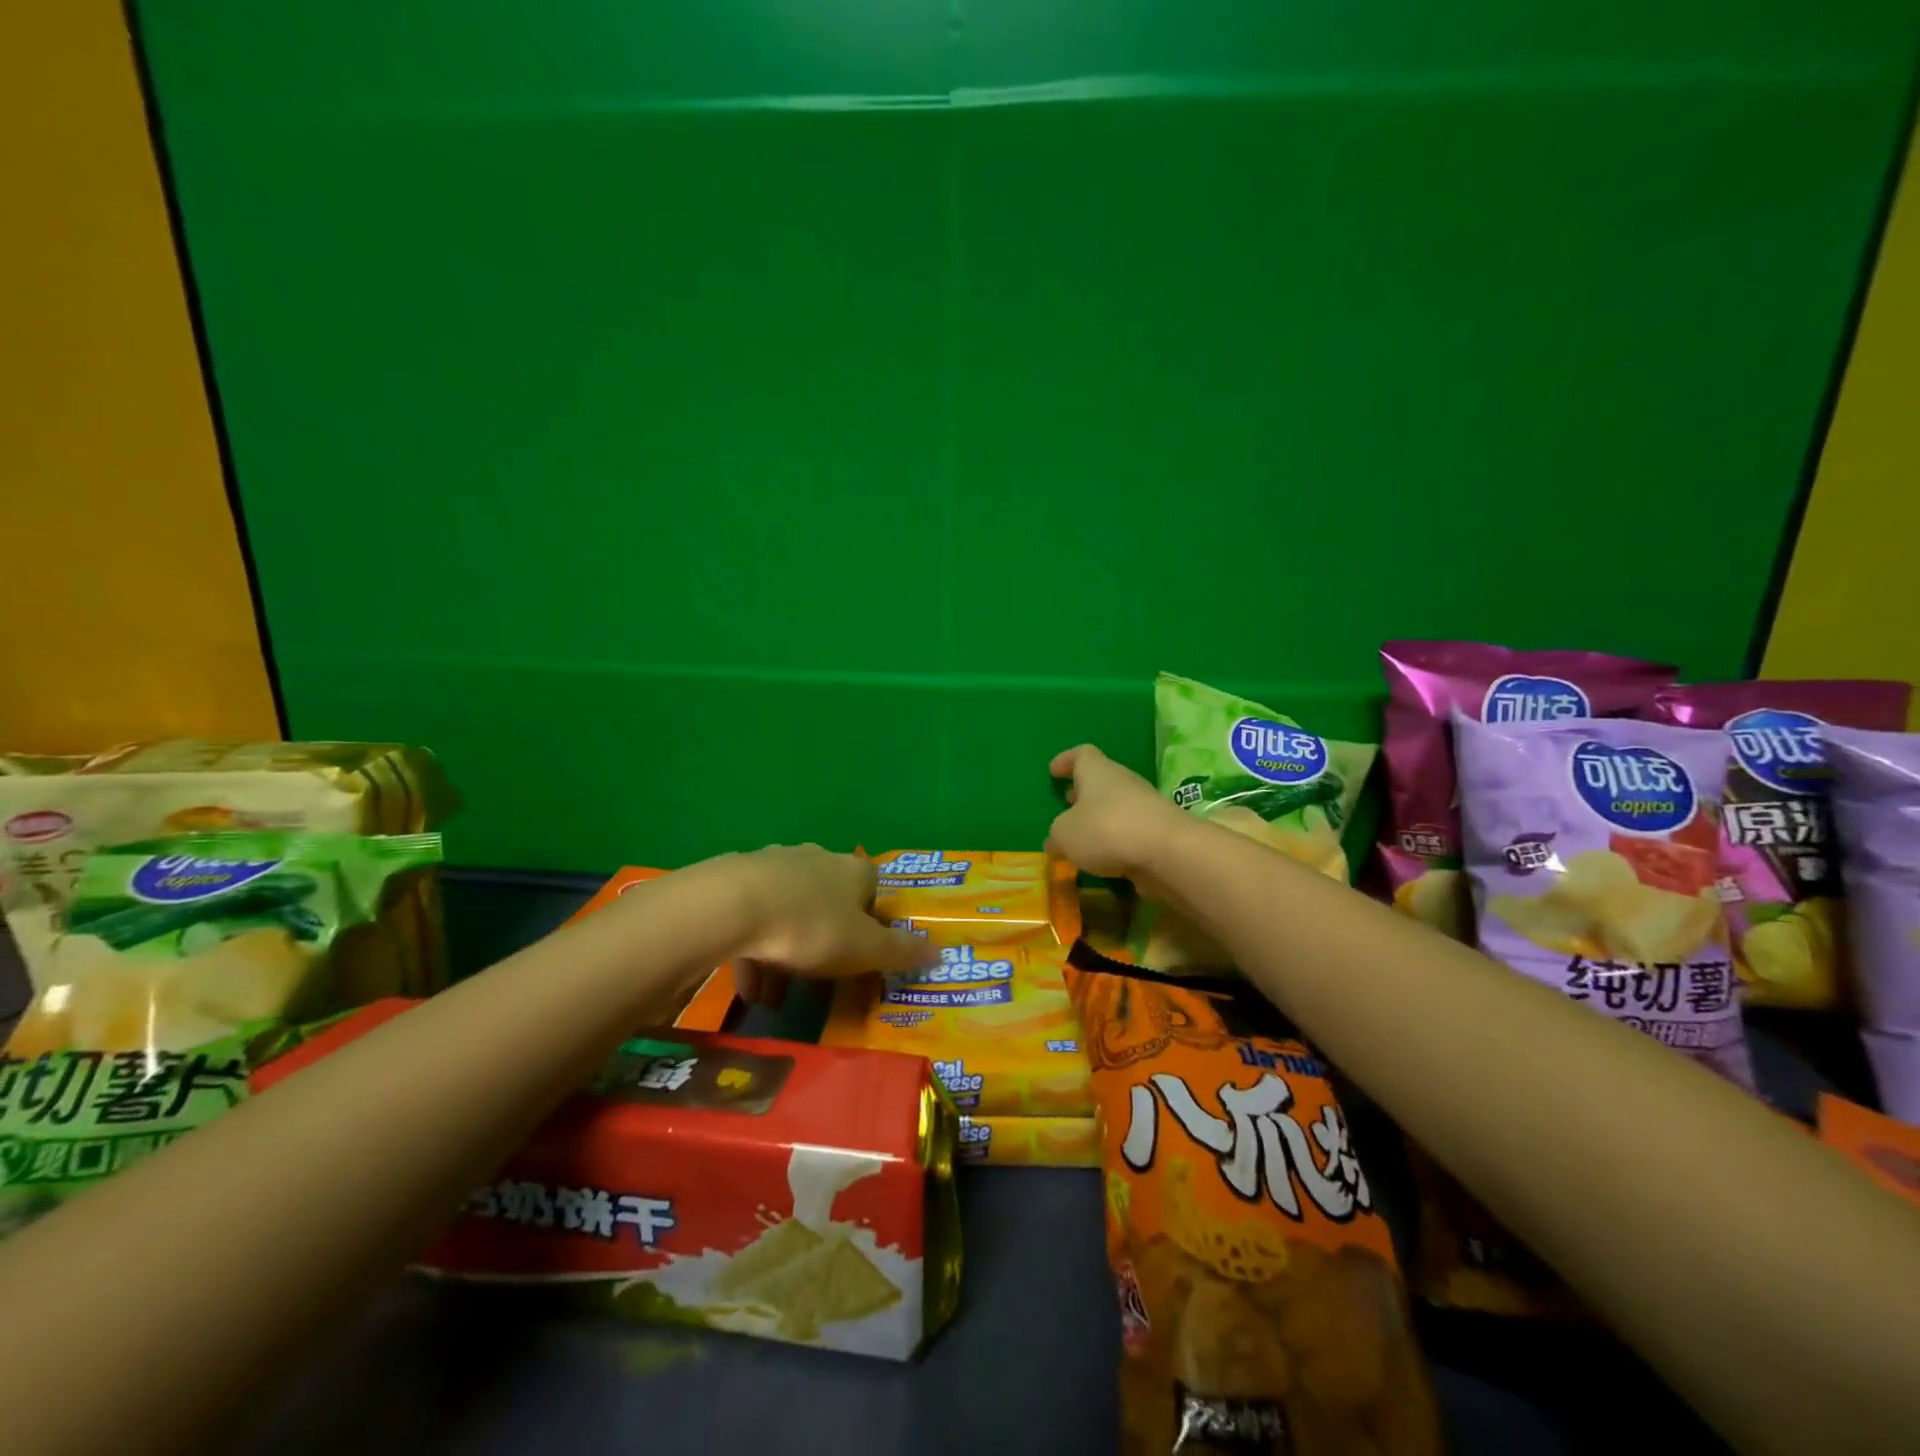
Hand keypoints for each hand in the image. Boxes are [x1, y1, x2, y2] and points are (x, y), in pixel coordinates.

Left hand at [726, 846, 935, 1004]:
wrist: (734, 906)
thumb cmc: (812, 927)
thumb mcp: (865, 949)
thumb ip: (901, 952)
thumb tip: (941, 952)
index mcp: (852, 871)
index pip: (872, 885)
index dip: (872, 916)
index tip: (865, 947)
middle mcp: (816, 859)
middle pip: (828, 898)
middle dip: (826, 937)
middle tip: (822, 975)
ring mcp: (773, 865)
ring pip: (788, 911)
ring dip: (786, 951)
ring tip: (776, 997)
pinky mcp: (736, 879)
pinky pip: (753, 918)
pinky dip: (754, 951)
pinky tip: (749, 987)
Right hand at [1045, 745, 1188, 883]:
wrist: (1167, 852)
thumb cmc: (1106, 829)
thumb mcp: (1065, 834)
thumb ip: (1056, 835)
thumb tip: (1054, 841)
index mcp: (1097, 771)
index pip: (1082, 754)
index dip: (1066, 760)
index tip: (1053, 770)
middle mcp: (1122, 782)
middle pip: (1100, 780)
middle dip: (1083, 792)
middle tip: (1066, 804)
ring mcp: (1144, 807)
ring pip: (1116, 807)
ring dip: (1099, 818)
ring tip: (1082, 837)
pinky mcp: (1158, 833)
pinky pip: (1130, 831)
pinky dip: (1115, 840)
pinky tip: (1104, 858)